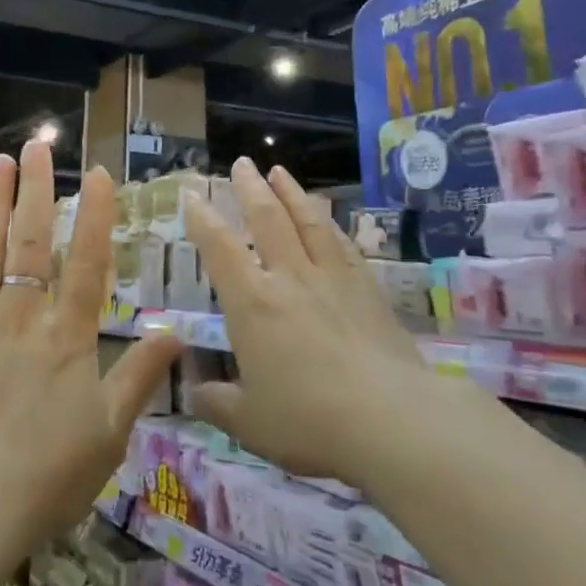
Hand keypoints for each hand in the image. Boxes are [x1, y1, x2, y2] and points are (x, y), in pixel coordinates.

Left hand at [0, 140, 182, 581]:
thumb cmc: (46, 477)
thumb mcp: (110, 433)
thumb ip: (140, 376)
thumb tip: (177, 331)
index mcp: (67, 337)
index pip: (89, 262)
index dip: (97, 215)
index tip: (100, 174)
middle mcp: (22, 317)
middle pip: (34, 242)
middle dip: (39, 190)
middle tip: (39, 146)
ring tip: (0, 164)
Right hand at [184, 158, 425, 482]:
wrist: (392, 421)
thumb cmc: (309, 420)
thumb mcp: (249, 423)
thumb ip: (217, 403)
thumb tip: (194, 393)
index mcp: (252, 303)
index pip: (220, 248)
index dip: (203, 219)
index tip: (192, 196)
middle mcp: (290, 278)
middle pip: (268, 219)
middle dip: (250, 188)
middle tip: (242, 163)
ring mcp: (333, 279)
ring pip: (308, 222)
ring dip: (291, 193)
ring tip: (280, 172)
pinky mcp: (368, 290)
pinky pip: (343, 245)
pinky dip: (330, 225)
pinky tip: (328, 221)